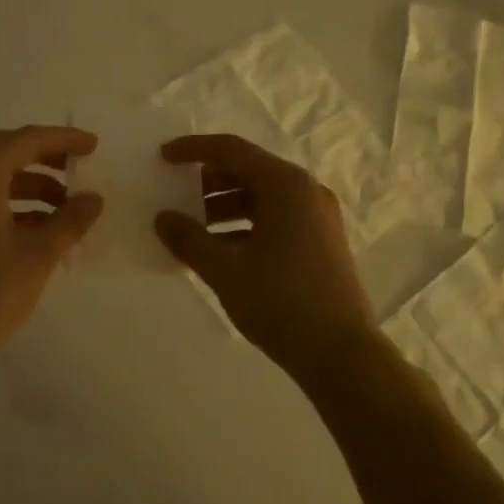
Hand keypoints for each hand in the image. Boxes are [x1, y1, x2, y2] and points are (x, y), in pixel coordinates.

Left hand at [0, 126, 102, 370]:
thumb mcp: (39, 254)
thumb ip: (70, 220)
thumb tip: (94, 198)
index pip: (25, 140)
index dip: (62, 139)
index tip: (93, 145)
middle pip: (5, 152)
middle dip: (45, 157)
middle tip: (78, 166)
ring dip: (30, 184)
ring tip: (66, 205)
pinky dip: (11, 204)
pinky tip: (39, 227)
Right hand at [153, 134, 375, 376]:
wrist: (341, 354)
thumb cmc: (281, 302)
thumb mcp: (225, 270)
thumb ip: (189, 239)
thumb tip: (162, 218)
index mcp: (286, 185)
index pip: (232, 150)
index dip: (193, 149)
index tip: (163, 157)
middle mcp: (306, 191)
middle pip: (248, 171)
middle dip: (207, 181)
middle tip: (175, 196)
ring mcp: (317, 217)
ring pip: (262, 197)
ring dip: (224, 206)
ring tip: (192, 229)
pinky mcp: (321, 241)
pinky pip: (275, 218)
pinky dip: (244, 225)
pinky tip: (219, 250)